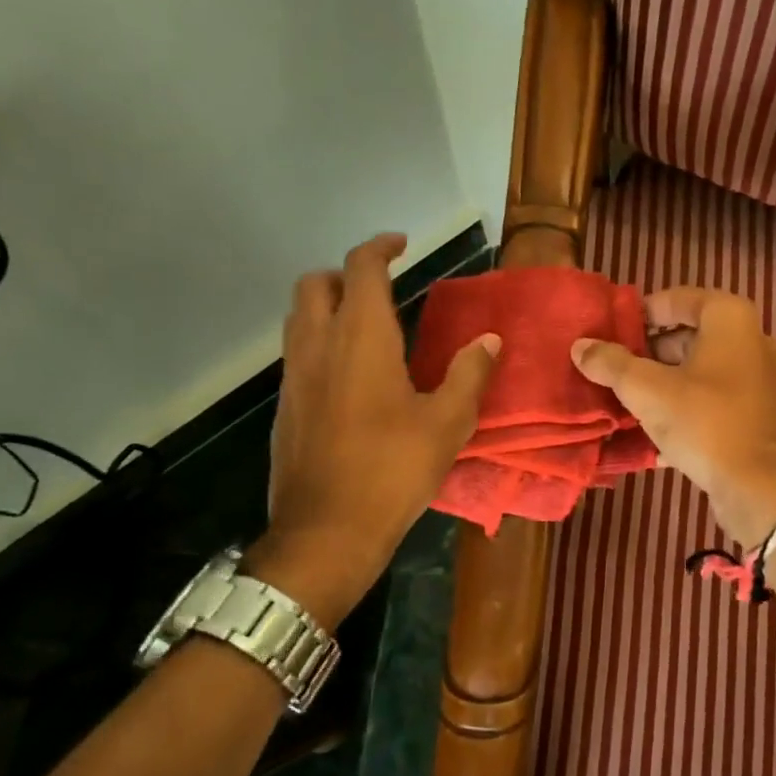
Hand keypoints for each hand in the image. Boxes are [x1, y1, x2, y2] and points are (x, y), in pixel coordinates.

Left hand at [245, 234, 498, 628]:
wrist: (326, 531)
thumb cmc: (393, 470)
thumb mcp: (447, 423)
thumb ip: (470, 374)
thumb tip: (489, 340)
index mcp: (361, 339)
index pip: (361, 269)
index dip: (380, 247)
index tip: (402, 244)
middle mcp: (318, 346)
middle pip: (315, 283)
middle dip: (345, 272)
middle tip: (382, 286)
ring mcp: (294, 377)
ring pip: (299, 317)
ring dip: (327, 305)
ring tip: (368, 326)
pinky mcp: (285, 406)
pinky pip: (297, 352)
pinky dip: (320, 341)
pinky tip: (351, 375)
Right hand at [572, 287, 775, 543]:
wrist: (760, 486)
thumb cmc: (705, 422)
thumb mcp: (647, 390)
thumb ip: (611, 364)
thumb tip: (580, 345)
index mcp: (730, 319)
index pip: (676, 299)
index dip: (640, 314)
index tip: (610, 333)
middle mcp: (750, 340)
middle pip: (687, 335)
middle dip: (648, 352)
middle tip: (613, 368)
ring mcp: (757, 378)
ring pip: (698, 370)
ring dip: (661, 382)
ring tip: (624, 398)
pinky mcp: (756, 413)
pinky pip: (711, 399)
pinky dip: (682, 406)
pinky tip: (650, 430)